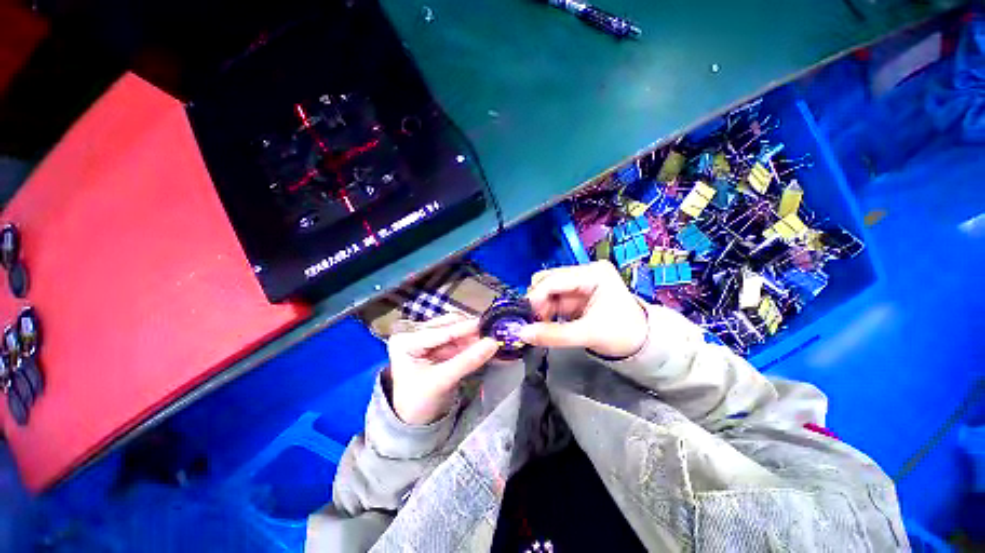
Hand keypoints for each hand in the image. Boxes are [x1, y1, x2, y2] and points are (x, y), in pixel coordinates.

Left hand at [387, 313, 498, 424]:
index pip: (439, 332)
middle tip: (490, 332)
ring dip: (471, 335)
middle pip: (447, 325)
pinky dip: (469, 342)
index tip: (486, 324)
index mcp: (405, 341)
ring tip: (489, 338)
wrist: (414, 422)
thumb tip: (493, 343)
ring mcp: (425, 339)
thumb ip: (467, 361)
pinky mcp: (436, 346)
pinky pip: (456, 340)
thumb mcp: (441, 381)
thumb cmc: (419, 403)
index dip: (465, 328)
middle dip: (468, 330)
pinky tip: (482, 344)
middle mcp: (414, 334)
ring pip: (454, 330)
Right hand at [518, 261, 648, 357]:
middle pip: (548, 280)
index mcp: (593, 273)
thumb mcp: (589, 334)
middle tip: (533, 322)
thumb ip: (554, 335)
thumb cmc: (623, 335)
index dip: (536, 296)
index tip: (523, 315)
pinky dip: (545, 312)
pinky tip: (544, 323)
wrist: (642, 344)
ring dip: (539, 308)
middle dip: (537, 301)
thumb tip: (522, 334)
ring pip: (546, 290)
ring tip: (539, 325)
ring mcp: (578, 283)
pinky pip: (551, 299)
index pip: (555, 279)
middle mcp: (584, 273)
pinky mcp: (574, 294)